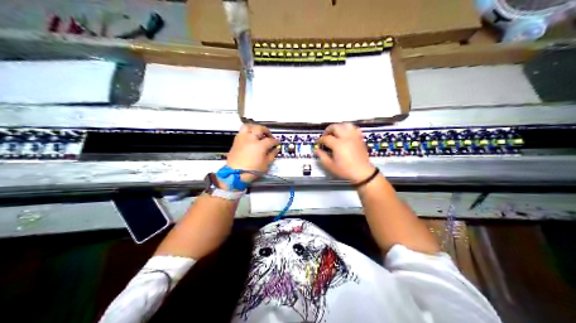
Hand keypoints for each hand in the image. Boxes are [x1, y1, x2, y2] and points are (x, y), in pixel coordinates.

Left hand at [225, 123, 278, 182]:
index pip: (270, 140)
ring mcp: (242, 138)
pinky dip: (247, 132)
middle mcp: (251, 138)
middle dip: (266, 131)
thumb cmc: (252, 171)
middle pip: (260, 129)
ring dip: (255, 128)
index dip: (275, 141)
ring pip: (249, 126)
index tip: (277, 143)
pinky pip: (242, 132)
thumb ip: (272, 155)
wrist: (235, 174)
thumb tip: (275, 149)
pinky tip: (250, 137)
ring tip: (258, 133)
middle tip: (269, 136)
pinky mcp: (236, 141)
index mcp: (260, 145)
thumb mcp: (266, 165)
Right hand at [314, 122, 378, 182]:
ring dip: (338, 127)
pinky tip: (345, 134)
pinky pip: (353, 128)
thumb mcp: (331, 166)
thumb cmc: (346, 170)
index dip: (320, 140)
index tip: (318, 143)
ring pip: (345, 125)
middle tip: (325, 136)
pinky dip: (348, 129)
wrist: (363, 172)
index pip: (326, 138)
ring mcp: (354, 137)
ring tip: (335, 133)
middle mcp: (346, 138)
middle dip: (328, 130)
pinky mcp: (359, 138)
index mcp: (338, 145)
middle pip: (335, 127)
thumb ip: (322, 157)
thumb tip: (317, 150)